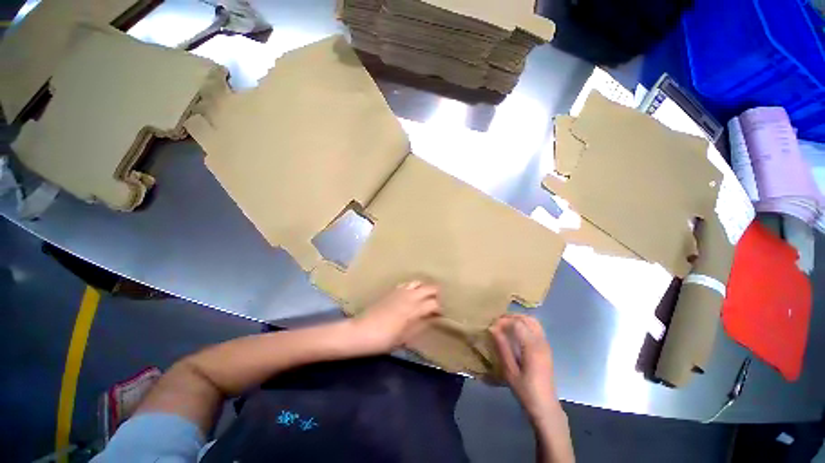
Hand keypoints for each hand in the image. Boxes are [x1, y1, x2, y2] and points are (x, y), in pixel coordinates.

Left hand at [347, 281, 440, 355]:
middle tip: (436, 303)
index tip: (439, 316)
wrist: (362, 331)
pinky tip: (410, 294)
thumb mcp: (406, 337)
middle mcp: (410, 296)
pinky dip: (412, 287)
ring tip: (425, 297)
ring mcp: (400, 291)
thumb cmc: (385, 339)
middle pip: (429, 288)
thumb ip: (420, 326)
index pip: (434, 304)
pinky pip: (407, 284)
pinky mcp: (392, 291)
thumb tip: (431, 319)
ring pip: (418, 282)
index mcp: (414, 309)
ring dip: (424, 288)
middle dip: (436, 294)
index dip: (439, 309)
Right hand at [490, 314, 560, 425]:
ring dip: (518, 319)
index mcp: (532, 347)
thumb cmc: (525, 390)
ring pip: (533, 321)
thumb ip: (502, 347)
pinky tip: (515, 332)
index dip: (503, 321)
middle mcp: (541, 342)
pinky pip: (536, 328)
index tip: (491, 326)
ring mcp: (545, 344)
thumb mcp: (509, 371)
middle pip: (527, 318)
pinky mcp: (546, 348)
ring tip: (505, 325)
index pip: (517, 323)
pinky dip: (524, 324)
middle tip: (497, 323)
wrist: (545, 406)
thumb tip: (492, 328)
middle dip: (511, 317)